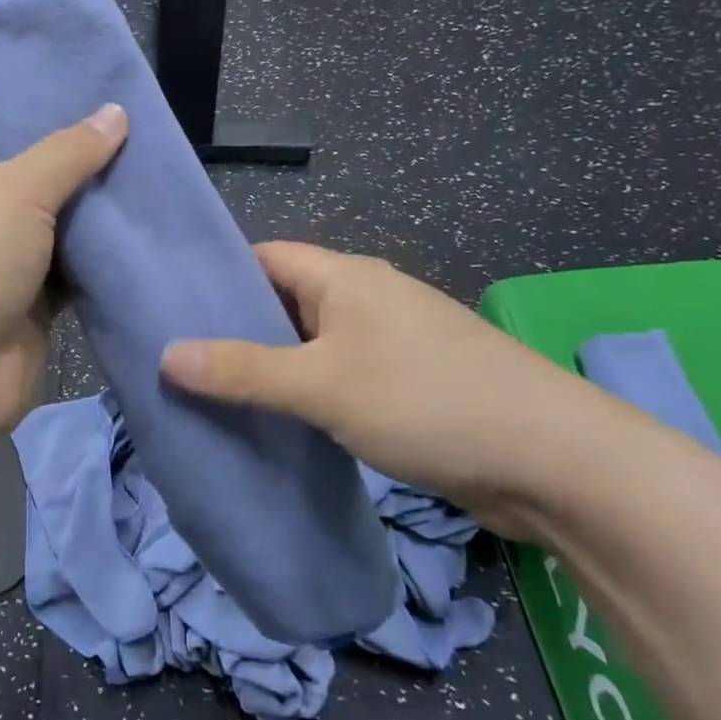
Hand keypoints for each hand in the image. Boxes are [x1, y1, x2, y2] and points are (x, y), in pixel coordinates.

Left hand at [0, 105, 127, 444]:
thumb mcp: (16, 188)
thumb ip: (70, 151)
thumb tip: (115, 111)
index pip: (0, 126)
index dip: (47, 110)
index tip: (104, 98)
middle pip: (38, 177)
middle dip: (87, 163)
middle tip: (148, 138)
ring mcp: (2, 261)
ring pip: (61, 228)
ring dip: (101, 215)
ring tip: (159, 179)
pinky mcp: (29, 305)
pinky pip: (73, 273)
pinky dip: (102, 261)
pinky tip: (147, 235)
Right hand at [160, 242, 622, 536]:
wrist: (553, 461)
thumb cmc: (427, 401)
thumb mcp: (322, 385)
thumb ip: (243, 371)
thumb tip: (167, 355)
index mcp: (345, 277)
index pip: (263, 258)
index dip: (215, 277)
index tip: (167, 309)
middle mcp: (364, 300)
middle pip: (281, 303)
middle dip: (233, 330)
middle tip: (176, 363)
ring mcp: (387, 344)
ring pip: (307, 346)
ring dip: (267, 369)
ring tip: (209, 396)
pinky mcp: (403, 386)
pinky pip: (334, 378)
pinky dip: (301, 395)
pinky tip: (271, 424)